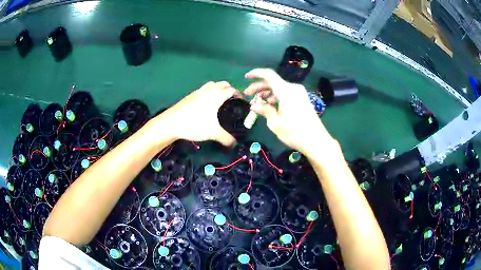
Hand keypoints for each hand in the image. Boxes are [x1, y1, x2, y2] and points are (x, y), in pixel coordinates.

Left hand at [160, 81, 239, 146]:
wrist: (171, 123)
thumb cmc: (194, 124)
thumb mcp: (213, 133)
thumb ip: (226, 138)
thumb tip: (235, 144)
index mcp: (216, 96)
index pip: (231, 90)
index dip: (239, 94)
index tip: (243, 101)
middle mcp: (208, 90)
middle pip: (223, 84)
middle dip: (230, 89)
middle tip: (233, 100)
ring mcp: (198, 91)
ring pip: (212, 84)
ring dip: (219, 88)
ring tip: (221, 99)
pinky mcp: (190, 95)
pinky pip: (204, 89)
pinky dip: (209, 91)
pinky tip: (206, 103)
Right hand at [244, 68, 334, 155]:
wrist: (317, 141)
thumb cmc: (295, 133)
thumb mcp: (275, 123)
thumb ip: (264, 110)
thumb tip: (254, 105)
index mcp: (286, 91)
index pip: (269, 75)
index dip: (256, 74)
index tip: (246, 77)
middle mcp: (293, 88)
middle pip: (273, 82)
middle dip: (259, 87)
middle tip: (247, 95)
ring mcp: (300, 93)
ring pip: (279, 88)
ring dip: (267, 93)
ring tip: (258, 103)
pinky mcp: (303, 99)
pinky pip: (286, 93)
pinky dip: (276, 97)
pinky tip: (270, 106)